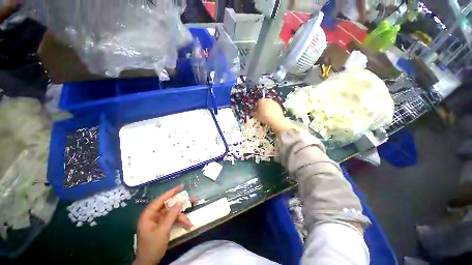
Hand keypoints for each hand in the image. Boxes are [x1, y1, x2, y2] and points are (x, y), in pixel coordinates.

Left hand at [133, 185, 192, 264]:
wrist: (148, 262)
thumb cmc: (152, 246)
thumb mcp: (163, 230)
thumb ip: (172, 215)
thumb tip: (180, 201)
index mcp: (149, 214)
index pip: (161, 199)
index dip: (171, 192)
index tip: (181, 186)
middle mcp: (153, 215)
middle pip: (169, 206)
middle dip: (181, 205)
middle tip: (193, 200)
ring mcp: (158, 220)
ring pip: (173, 213)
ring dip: (182, 217)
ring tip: (190, 222)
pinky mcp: (162, 225)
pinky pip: (173, 220)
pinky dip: (180, 222)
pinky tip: (187, 225)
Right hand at [256, 98, 293, 133]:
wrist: (276, 120)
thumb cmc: (265, 117)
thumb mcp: (257, 116)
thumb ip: (255, 112)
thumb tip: (255, 112)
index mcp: (261, 101)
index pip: (258, 102)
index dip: (257, 107)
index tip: (257, 111)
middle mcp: (268, 99)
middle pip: (264, 102)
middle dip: (263, 106)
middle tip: (262, 112)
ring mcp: (274, 102)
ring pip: (269, 104)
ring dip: (268, 108)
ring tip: (267, 114)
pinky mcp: (278, 105)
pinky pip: (273, 107)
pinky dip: (272, 109)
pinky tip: (272, 115)